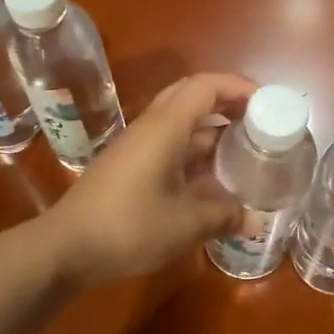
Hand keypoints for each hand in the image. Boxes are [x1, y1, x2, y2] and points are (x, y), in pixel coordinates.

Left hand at [39, 73, 254, 285]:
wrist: (66, 247)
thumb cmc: (128, 226)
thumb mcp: (185, 224)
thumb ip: (223, 216)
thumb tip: (254, 220)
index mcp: (164, 128)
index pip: (205, 86)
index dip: (238, 86)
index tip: (267, 101)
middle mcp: (150, 129)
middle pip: (191, 98)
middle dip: (227, 103)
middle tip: (258, 121)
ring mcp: (136, 148)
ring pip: (180, 125)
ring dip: (211, 131)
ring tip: (244, 150)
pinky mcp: (129, 168)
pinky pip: (169, 147)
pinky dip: (195, 154)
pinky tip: (212, 179)